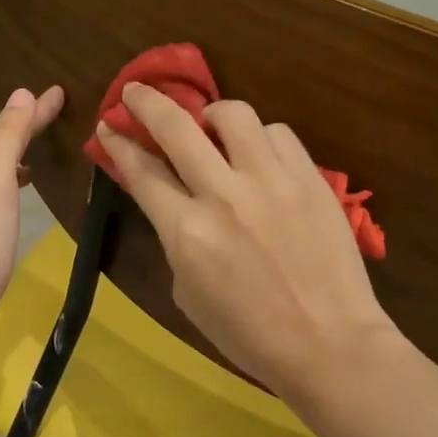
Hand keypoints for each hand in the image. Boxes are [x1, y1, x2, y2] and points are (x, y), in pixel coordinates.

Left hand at [0, 85, 65, 338]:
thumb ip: (7, 137)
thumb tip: (22, 93)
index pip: (9, 127)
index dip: (35, 110)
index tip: (61, 91)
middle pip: (0, 145)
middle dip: (25, 128)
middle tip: (55, 114)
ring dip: (19, 156)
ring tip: (41, 153)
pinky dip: (14, 184)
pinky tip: (22, 197)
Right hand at [98, 83, 398, 411]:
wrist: (329, 344)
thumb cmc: (248, 334)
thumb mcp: (187, 293)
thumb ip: (176, 240)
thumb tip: (176, 205)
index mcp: (186, 231)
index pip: (141, 171)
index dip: (119, 144)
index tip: (108, 126)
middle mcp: (224, 195)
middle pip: (176, 127)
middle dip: (147, 102)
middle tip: (135, 91)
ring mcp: (272, 182)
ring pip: (234, 115)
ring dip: (212, 115)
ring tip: (211, 126)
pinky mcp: (311, 179)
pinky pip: (279, 135)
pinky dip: (260, 138)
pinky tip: (259, 156)